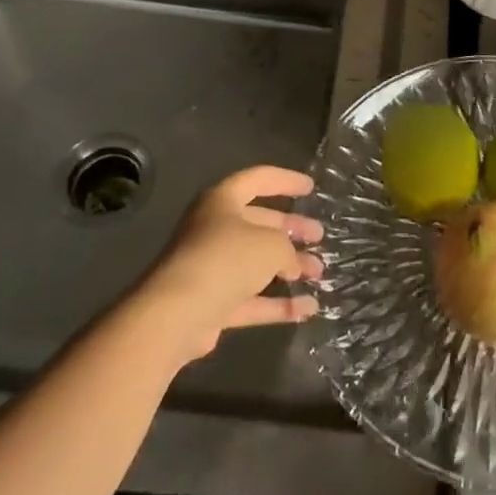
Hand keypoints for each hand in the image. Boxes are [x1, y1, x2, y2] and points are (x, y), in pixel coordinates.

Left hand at [138, 166, 323, 364]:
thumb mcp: (270, 244)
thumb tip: (291, 261)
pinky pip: (251, 299)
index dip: (286, 181)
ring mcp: (212, 268)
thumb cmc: (225, 259)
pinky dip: (277, 304)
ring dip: (289, 267)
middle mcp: (215, 230)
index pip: (258, 180)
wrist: (176, 314)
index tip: (311, 188)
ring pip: (257, 263)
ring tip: (319, 272)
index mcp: (223, 201)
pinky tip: (308, 308)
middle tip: (319, 235)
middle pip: (259, 223)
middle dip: (291, 229)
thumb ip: (287, 247)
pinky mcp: (212, 304)